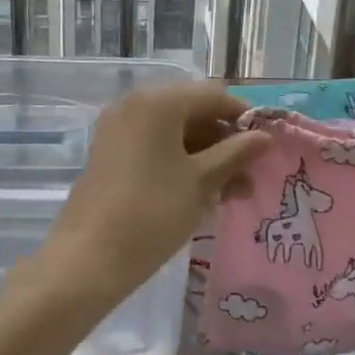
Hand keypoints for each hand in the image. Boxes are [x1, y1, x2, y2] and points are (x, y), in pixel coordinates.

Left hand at [42, 81, 270, 309]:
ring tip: (231, 195)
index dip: (243, 118)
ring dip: (206, 156)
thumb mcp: (202, 182)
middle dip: (225, 142)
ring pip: (174, 133)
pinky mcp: (110, 154)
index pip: (213, 96)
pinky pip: (154, 147)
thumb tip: (265, 137)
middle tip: (249, 176)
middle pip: (193, 112)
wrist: (88, 259)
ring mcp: (118, 129)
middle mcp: (135, 105)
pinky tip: (200, 194)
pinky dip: (180, 163)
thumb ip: (236, 153)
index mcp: (158, 102)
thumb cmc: (153, 212)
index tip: (266, 146)